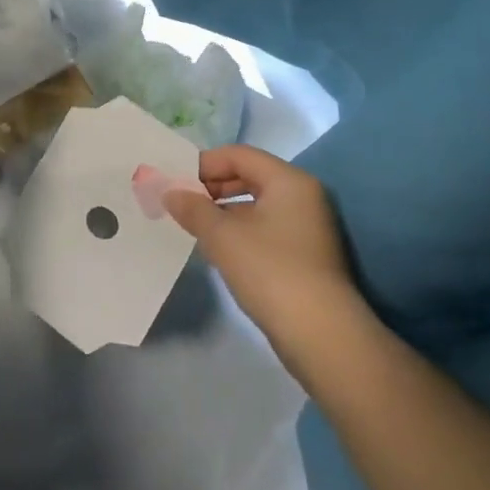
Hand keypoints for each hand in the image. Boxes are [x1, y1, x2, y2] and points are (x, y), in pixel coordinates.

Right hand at [163, 146, 368, 373]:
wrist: (321, 334)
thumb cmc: (270, 270)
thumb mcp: (223, 236)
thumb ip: (192, 208)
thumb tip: (169, 192)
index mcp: (288, 180)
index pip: (239, 155)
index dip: (204, 164)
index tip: (175, 183)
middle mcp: (303, 196)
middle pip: (250, 176)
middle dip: (212, 187)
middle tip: (181, 204)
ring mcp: (308, 226)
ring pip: (257, 205)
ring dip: (224, 211)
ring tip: (194, 227)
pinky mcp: (306, 254)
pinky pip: (266, 228)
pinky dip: (241, 231)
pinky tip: (219, 249)